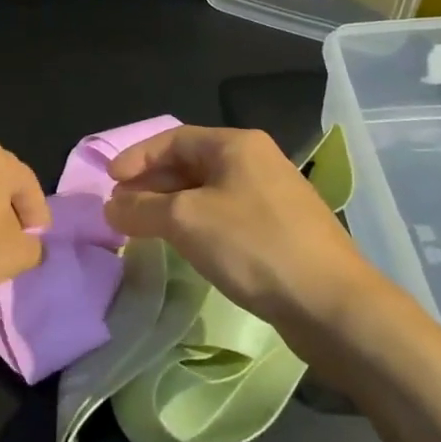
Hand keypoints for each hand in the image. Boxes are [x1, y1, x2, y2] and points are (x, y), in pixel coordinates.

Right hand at [104, 125, 386, 329]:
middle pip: (190, 163)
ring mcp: (272, 195)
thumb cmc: (254, 246)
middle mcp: (256, 161)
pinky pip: (226, 215)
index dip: (136, 157)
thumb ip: (142, 208)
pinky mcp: (281, 229)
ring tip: (144, 228)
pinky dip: (197, 223)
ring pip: (207, 191)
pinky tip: (185, 246)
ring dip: (171, 206)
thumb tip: (111, 207)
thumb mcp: (186, 221)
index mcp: (236, 145)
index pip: (173, 139)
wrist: (332, 303)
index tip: (109, 182)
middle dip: (151, 183)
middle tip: (120, 208)